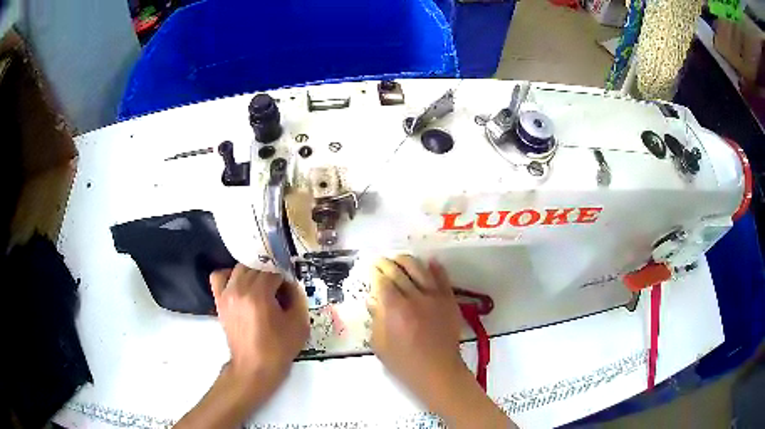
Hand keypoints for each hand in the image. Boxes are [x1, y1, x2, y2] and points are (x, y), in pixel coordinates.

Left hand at [210, 264, 309, 391]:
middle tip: (279, 291)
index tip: (290, 291)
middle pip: (257, 267)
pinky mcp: (219, 300)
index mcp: (259, 295)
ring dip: (253, 273)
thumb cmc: (278, 348)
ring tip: (261, 288)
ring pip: (240, 268)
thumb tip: (290, 283)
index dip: (285, 279)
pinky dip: (230, 275)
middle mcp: (239, 289)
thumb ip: (298, 296)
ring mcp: (226, 293)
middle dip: (270, 275)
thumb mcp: (299, 324)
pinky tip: (240, 285)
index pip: (274, 271)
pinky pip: (219, 276)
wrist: (254, 367)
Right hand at [367, 256, 465, 395]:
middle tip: (381, 260)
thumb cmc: (403, 362)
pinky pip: (443, 279)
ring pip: (421, 269)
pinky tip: (430, 262)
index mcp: (394, 308)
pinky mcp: (449, 300)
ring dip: (408, 261)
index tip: (372, 268)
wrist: (436, 370)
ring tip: (400, 258)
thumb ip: (376, 319)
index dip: (376, 272)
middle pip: (399, 272)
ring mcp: (434, 297)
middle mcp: (415, 297)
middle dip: (387, 263)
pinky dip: (436, 268)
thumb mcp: (379, 344)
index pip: (383, 281)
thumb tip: (373, 300)